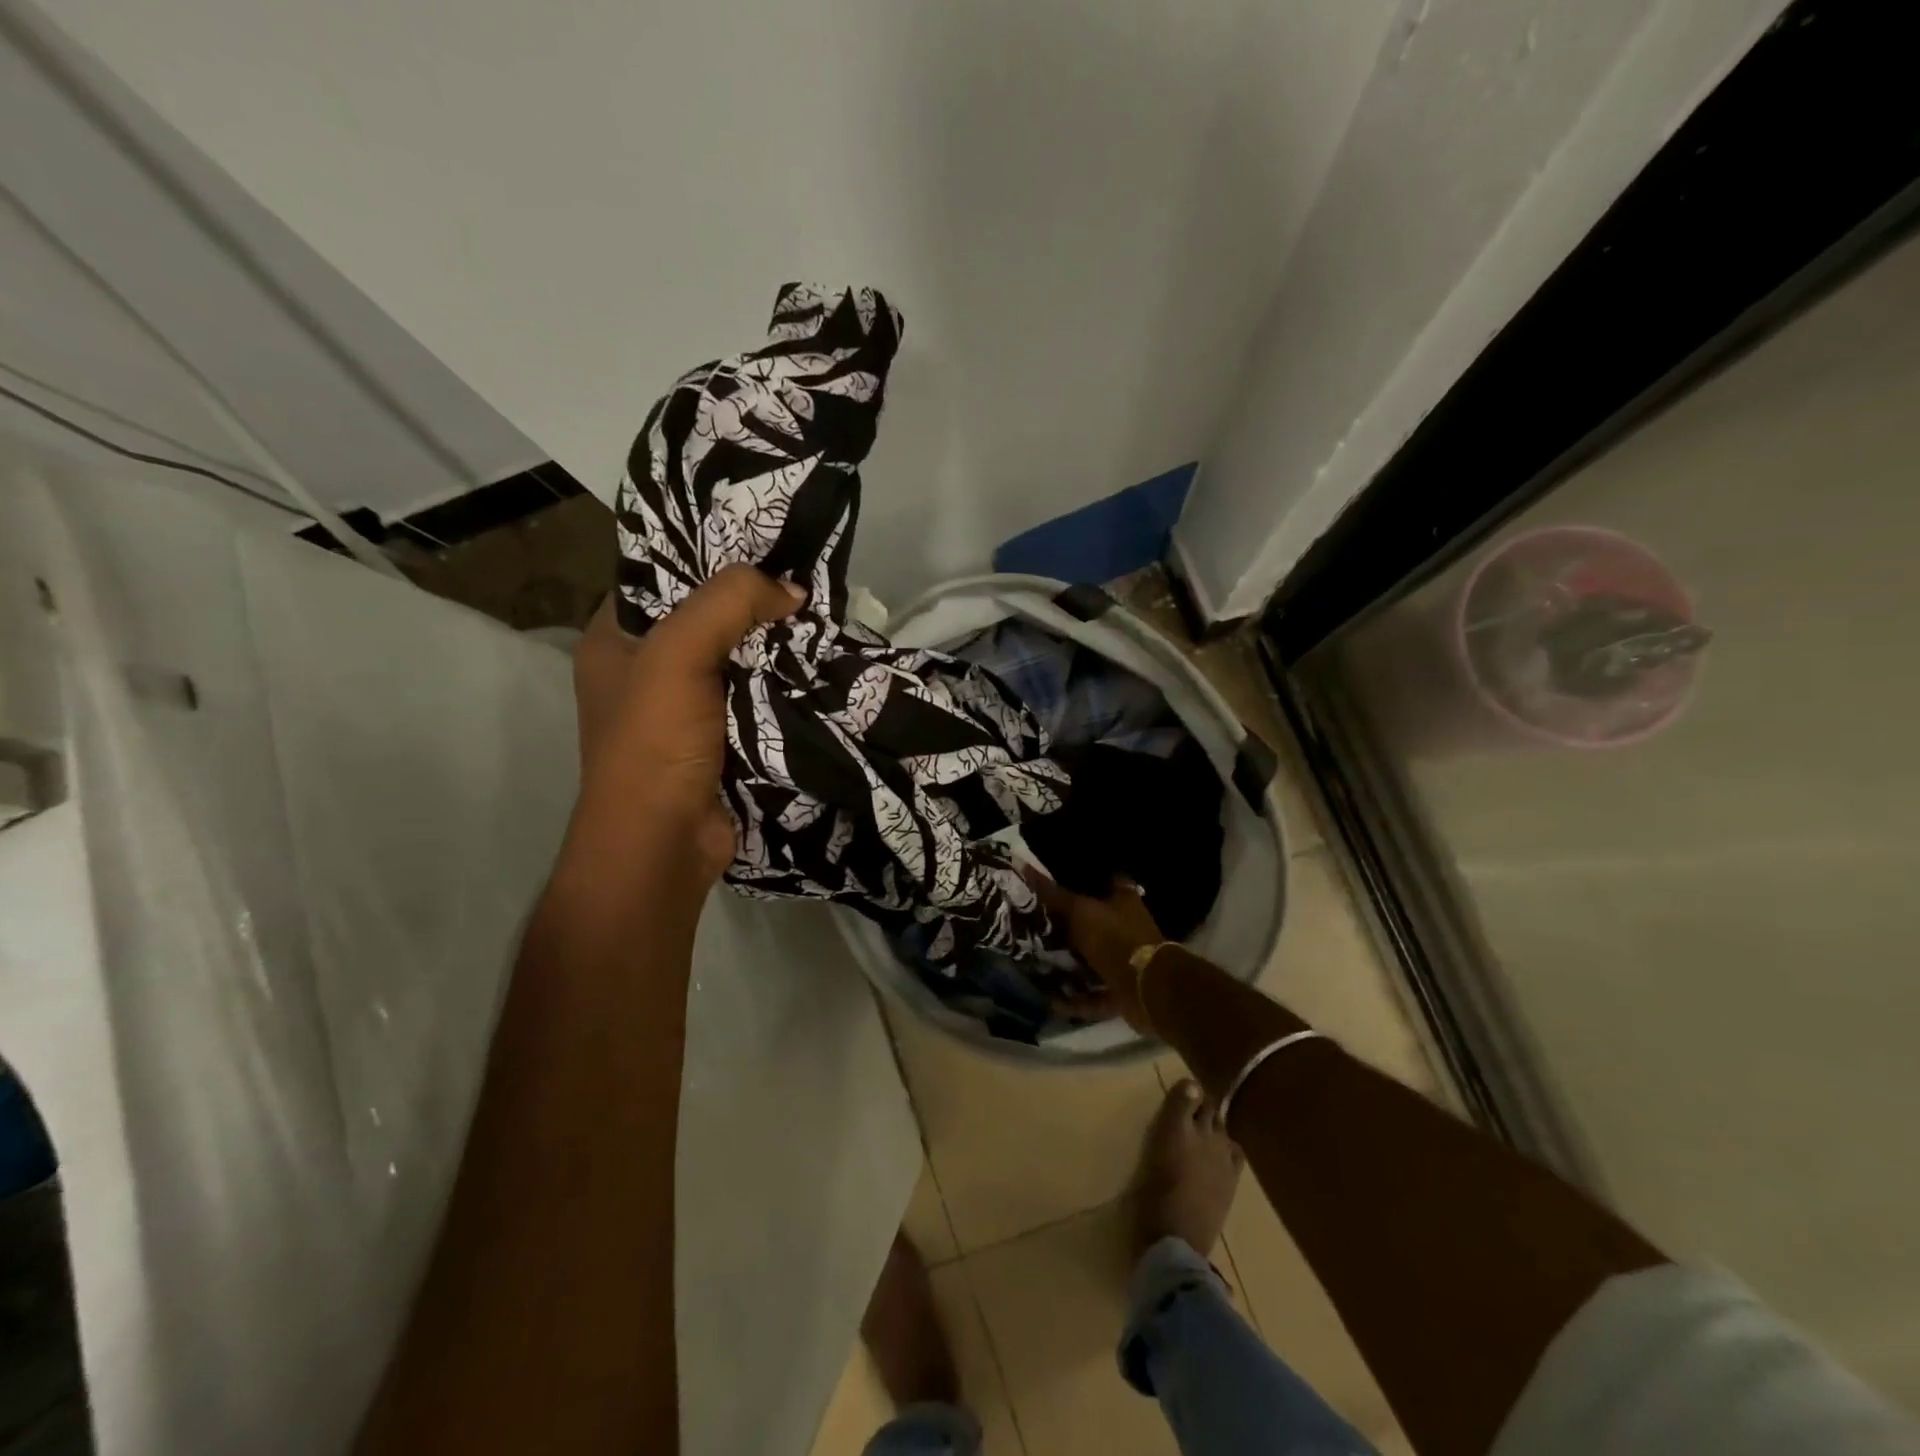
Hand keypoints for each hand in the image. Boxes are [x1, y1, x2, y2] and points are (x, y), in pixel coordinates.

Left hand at [571, 566, 804, 883]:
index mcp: (614, 640)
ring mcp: (686, 708)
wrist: (663, 844)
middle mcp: (647, 670)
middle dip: (752, 603)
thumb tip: (792, 590)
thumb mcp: (678, 654)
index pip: (658, 578)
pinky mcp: (721, 739)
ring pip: (738, 658)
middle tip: (803, 579)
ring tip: (822, 615)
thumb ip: (729, 604)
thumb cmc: (654, 743)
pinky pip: (756, 697)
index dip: (705, 557)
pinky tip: (819, 665)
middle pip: (706, 618)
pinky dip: (783, 685)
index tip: (761, 543)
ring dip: (774, 646)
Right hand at [1025, 869, 1164, 1031]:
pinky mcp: (1122, 992)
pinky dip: (1074, 999)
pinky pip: (1093, 995)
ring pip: (1092, 962)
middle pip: (1094, 925)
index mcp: (1124, 902)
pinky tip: (1049, 999)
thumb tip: (1022, 865)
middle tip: (1035, 928)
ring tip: (1036, 965)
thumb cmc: (1115, 938)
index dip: (1085, 881)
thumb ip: (1052, 894)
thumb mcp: (1079, 911)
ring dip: (1069, 966)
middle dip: (1068, 929)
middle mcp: (1126, 929)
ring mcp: (1125, 962)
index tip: (1058, 883)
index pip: (1107, 882)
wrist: (1148, 988)